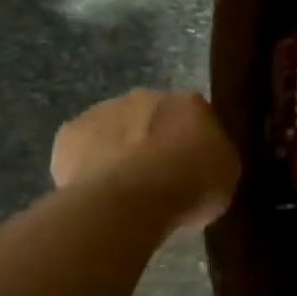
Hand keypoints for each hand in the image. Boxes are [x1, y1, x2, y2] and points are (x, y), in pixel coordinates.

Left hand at [51, 90, 240, 233]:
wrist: (131, 200)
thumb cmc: (190, 186)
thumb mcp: (226, 175)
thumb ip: (215, 157)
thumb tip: (206, 157)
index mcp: (191, 103)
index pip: (196, 116)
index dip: (193, 143)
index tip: (191, 169)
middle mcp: (148, 96)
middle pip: (152, 117)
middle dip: (154, 140)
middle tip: (157, 178)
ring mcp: (105, 110)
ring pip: (115, 129)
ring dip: (119, 149)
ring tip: (123, 190)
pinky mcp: (70, 132)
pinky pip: (83, 149)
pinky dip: (87, 164)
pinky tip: (96, 191)